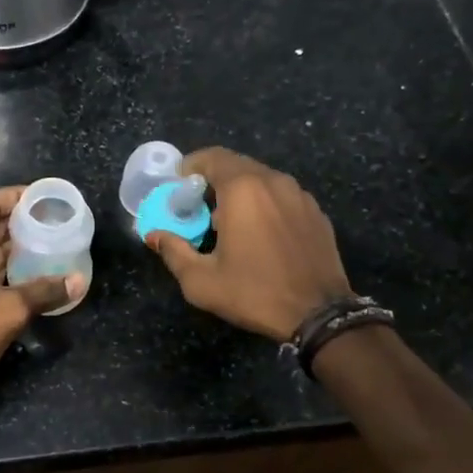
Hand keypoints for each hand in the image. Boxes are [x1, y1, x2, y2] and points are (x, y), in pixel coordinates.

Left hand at [0, 186, 81, 403]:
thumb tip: (78, 281)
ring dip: (18, 246)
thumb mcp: (10, 307)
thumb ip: (45, 290)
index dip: (16, 196)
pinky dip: (12, 269)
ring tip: (53, 239)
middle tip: (56, 218)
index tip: (45, 196)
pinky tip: (39, 269)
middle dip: (21, 221)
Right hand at [146, 148, 351, 341]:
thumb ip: (173, 251)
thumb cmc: (254, 293)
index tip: (178, 187)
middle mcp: (274, 181)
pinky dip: (265, 204)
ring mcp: (300, 195)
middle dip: (214, 180)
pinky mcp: (316, 212)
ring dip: (241, 192)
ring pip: (262, 179)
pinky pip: (282, 196)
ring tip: (228, 223)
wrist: (319, 315)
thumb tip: (153, 235)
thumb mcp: (201, 280)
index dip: (191, 166)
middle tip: (199, 207)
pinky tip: (260, 235)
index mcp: (243, 189)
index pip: (212, 157)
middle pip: (237, 165)